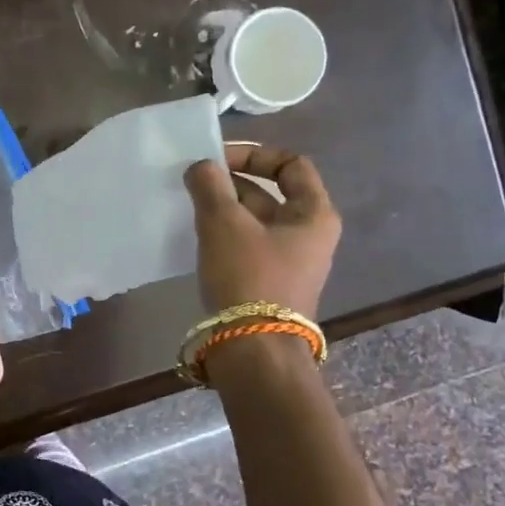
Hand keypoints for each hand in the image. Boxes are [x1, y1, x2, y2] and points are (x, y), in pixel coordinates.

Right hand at [183, 144, 340, 317]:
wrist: (253, 351)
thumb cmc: (248, 277)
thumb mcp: (224, 223)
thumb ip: (210, 185)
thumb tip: (201, 166)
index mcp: (314, 214)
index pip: (291, 163)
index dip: (254, 154)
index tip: (217, 161)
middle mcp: (309, 235)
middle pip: (270, 193)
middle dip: (230, 184)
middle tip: (193, 184)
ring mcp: (290, 262)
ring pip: (254, 221)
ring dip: (224, 210)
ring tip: (190, 209)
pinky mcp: (270, 284)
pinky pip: (247, 247)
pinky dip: (224, 236)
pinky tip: (197, 239)